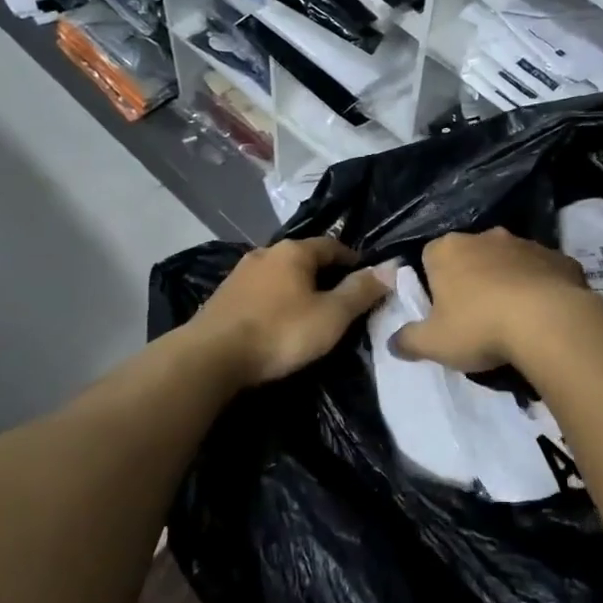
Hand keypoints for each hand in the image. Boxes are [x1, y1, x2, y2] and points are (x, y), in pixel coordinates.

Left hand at [189, 236, 389, 386]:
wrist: (210, 357)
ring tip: (310, 311)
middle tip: (341, 298)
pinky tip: (278, 321)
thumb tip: (391, 267)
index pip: (333, 245)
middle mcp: (266, 253)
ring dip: (296, 288)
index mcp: (294, 251)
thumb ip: (361, 291)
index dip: (353, 260)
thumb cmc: (280, 332)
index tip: (367, 279)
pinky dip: (275, 301)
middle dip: (324, 274)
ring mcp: (240, 274)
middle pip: (304, 258)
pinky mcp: (222, 296)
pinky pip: (260, 292)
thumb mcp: (332, 315)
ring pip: (280, 275)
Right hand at [392, 228, 600, 373]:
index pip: (430, 256)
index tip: (441, 309)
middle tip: (476, 314)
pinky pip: (543, 270)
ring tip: (513, 316)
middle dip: (471, 277)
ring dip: (508, 279)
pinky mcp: (559, 257)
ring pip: (509, 260)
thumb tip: (393, 342)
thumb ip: (408, 340)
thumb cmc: (480, 327)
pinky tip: (544, 313)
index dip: (433, 282)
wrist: (548, 321)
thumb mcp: (434, 343)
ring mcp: (525, 243)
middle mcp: (485, 236)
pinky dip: (541, 286)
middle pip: (471, 255)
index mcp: (448, 250)